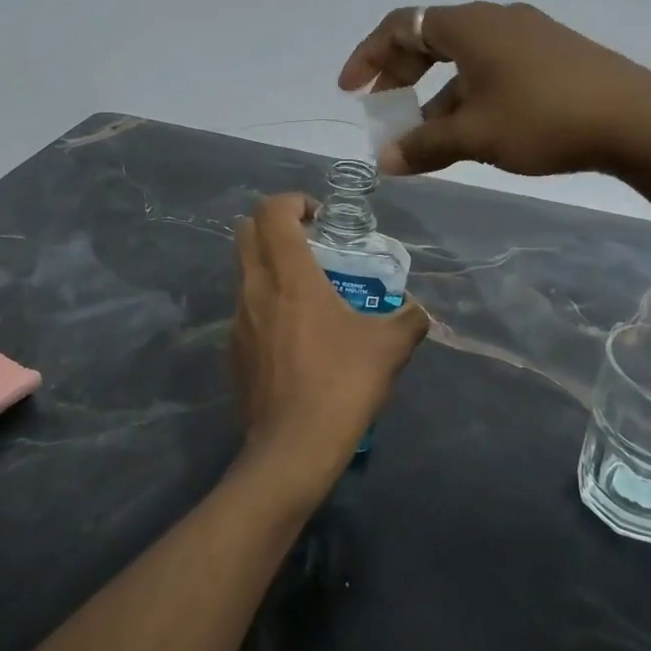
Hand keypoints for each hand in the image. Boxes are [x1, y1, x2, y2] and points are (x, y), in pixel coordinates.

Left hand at [232, 194, 428, 496]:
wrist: (293, 448)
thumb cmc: (341, 384)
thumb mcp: (390, 347)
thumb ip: (409, 319)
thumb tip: (418, 311)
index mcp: (289, 275)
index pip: (271, 211)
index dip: (292, 201)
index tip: (318, 217)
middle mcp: (254, 288)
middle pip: (246, 231)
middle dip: (274, 225)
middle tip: (309, 242)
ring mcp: (237, 321)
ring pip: (243, 272)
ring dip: (269, 266)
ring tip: (307, 292)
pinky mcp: (232, 352)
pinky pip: (245, 311)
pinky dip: (264, 305)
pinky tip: (294, 338)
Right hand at [338, 2, 650, 176]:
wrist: (637, 119)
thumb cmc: (543, 118)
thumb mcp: (474, 135)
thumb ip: (424, 146)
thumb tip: (383, 162)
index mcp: (470, 25)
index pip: (401, 26)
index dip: (368, 55)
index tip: (351, 89)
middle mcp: (496, 19)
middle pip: (430, 39)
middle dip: (399, 76)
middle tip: (382, 110)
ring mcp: (528, 35)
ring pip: (464, 60)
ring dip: (435, 95)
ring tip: (424, 137)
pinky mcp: (552, 56)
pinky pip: (492, 69)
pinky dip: (468, 95)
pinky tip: (472, 131)